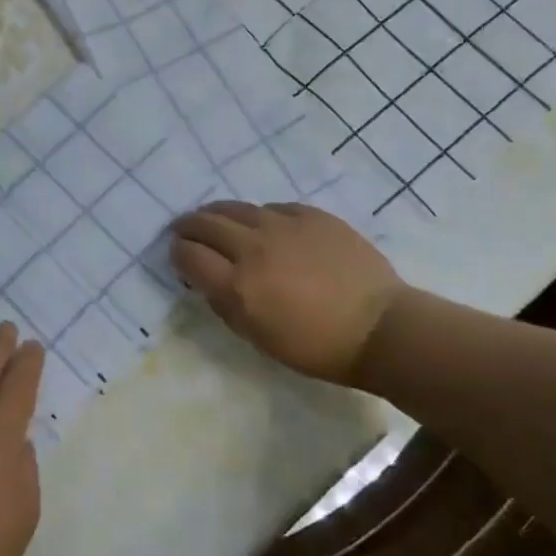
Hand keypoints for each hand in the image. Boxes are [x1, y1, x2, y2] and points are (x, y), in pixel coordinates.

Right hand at [170, 201, 403, 385]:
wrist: (378, 328)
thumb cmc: (315, 347)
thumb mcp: (257, 337)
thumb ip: (225, 304)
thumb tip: (206, 279)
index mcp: (237, 285)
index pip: (189, 255)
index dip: (177, 253)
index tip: (178, 255)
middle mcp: (253, 247)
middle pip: (206, 223)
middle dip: (189, 226)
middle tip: (185, 230)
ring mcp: (283, 226)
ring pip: (236, 208)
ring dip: (218, 214)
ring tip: (216, 219)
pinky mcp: (311, 215)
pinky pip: (273, 208)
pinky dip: (259, 216)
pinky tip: (263, 225)